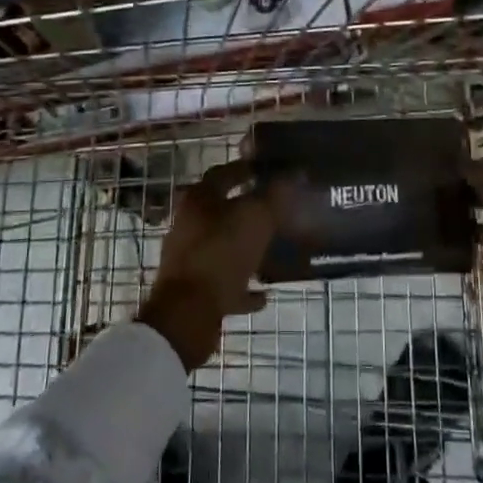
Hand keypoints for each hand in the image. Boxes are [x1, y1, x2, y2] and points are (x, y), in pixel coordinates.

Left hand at [136, 159, 275, 369]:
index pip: (224, 173)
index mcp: (200, 199)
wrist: (187, 314)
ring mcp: (189, 258)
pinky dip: (242, 286)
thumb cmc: (221, 254)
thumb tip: (295, 172)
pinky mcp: (193, 289)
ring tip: (275, 251)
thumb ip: (276, 194)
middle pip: (222, 210)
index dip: (247, 168)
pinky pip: (224, 282)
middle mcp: (189, 224)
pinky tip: (264, 293)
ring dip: (247, 248)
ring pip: (223, 245)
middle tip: (278, 210)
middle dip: (249, 209)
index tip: (269, 170)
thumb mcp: (256, 218)